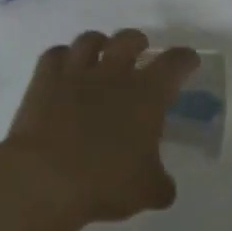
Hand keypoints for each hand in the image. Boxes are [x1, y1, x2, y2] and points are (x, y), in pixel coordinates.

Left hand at [0, 30, 200, 230]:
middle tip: (140, 52)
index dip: (184, 59)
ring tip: (100, 54)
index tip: (188, 61)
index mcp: (146, 94)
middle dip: (138, 42)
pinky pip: (54, 54)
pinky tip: (64, 68)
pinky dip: (62, 57)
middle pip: (129, 39)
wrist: (46, 176)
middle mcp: (113, 74)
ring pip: (89, 39)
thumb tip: (162, 184)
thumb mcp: (147, 191)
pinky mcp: (43, 80)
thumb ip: (160, 183)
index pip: (174, 63)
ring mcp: (75, 73)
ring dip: (99, 43)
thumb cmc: (105, 182)